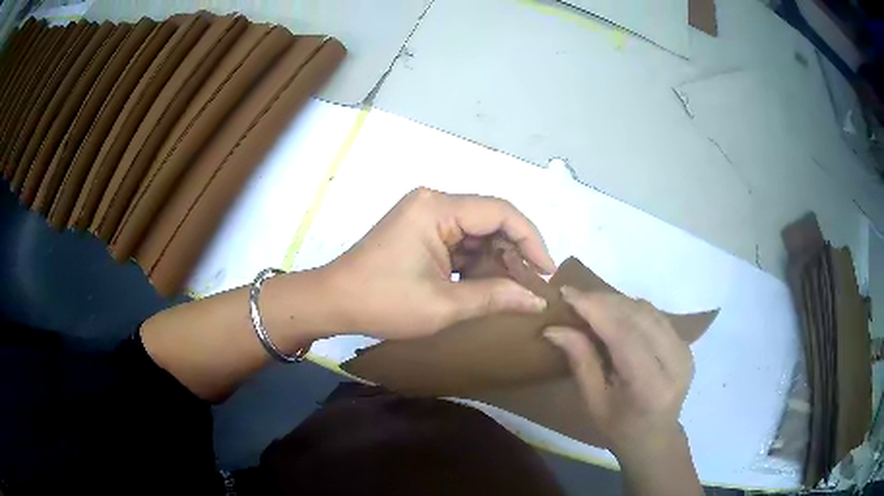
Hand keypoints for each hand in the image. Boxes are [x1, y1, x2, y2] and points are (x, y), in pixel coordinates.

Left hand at [323, 187, 555, 338]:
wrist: (333, 302)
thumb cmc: (383, 302)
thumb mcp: (444, 305)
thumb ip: (495, 298)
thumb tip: (537, 300)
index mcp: (438, 208)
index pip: (501, 212)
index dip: (531, 240)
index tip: (547, 273)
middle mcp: (434, 202)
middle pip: (490, 220)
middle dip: (515, 252)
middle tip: (534, 285)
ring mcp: (425, 215)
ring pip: (477, 232)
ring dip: (497, 259)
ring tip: (516, 289)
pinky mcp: (420, 231)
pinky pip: (460, 241)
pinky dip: (477, 262)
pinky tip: (490, 284)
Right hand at [543, 288, 693, 456]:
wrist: (655, 437)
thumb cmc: (619, 427)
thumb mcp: (594, 402)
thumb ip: (580, 361)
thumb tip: (554, 328)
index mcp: (650, 386)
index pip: (625, 335)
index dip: (596, 310)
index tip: (568, 293)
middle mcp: (675, 363)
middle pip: (639, 317)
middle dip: (604, 301)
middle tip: (575, 296)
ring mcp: (685, 351)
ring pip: (649, 311)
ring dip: (618, 301)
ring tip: (591, 302)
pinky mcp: (686, 344)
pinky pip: (656, 316)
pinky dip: (632, 308)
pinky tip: (614, 312)